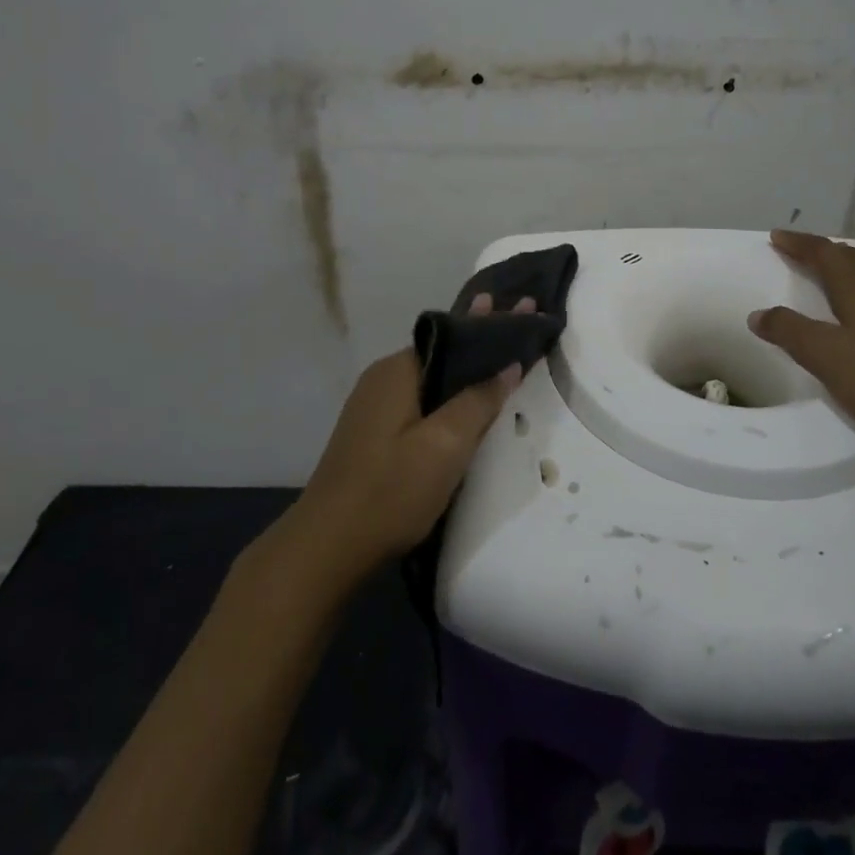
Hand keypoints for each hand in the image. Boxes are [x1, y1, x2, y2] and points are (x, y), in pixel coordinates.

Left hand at [289, 294, 531, 583]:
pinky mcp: (374, 433)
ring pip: (433, 379)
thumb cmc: (390, 491)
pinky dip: (450, 395)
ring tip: (505, 355)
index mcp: (398, 370)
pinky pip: (422, 400)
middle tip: (523, 319)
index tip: (526, 306)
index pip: (454, 334)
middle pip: (443, 352)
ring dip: (468, 370)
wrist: (327, 548)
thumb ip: (478, 401)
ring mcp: (375, 407)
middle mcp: (383, 378)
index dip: (491, 321)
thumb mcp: (445, 446)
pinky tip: (470, 401)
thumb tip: (508, 364)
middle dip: (483, 339)